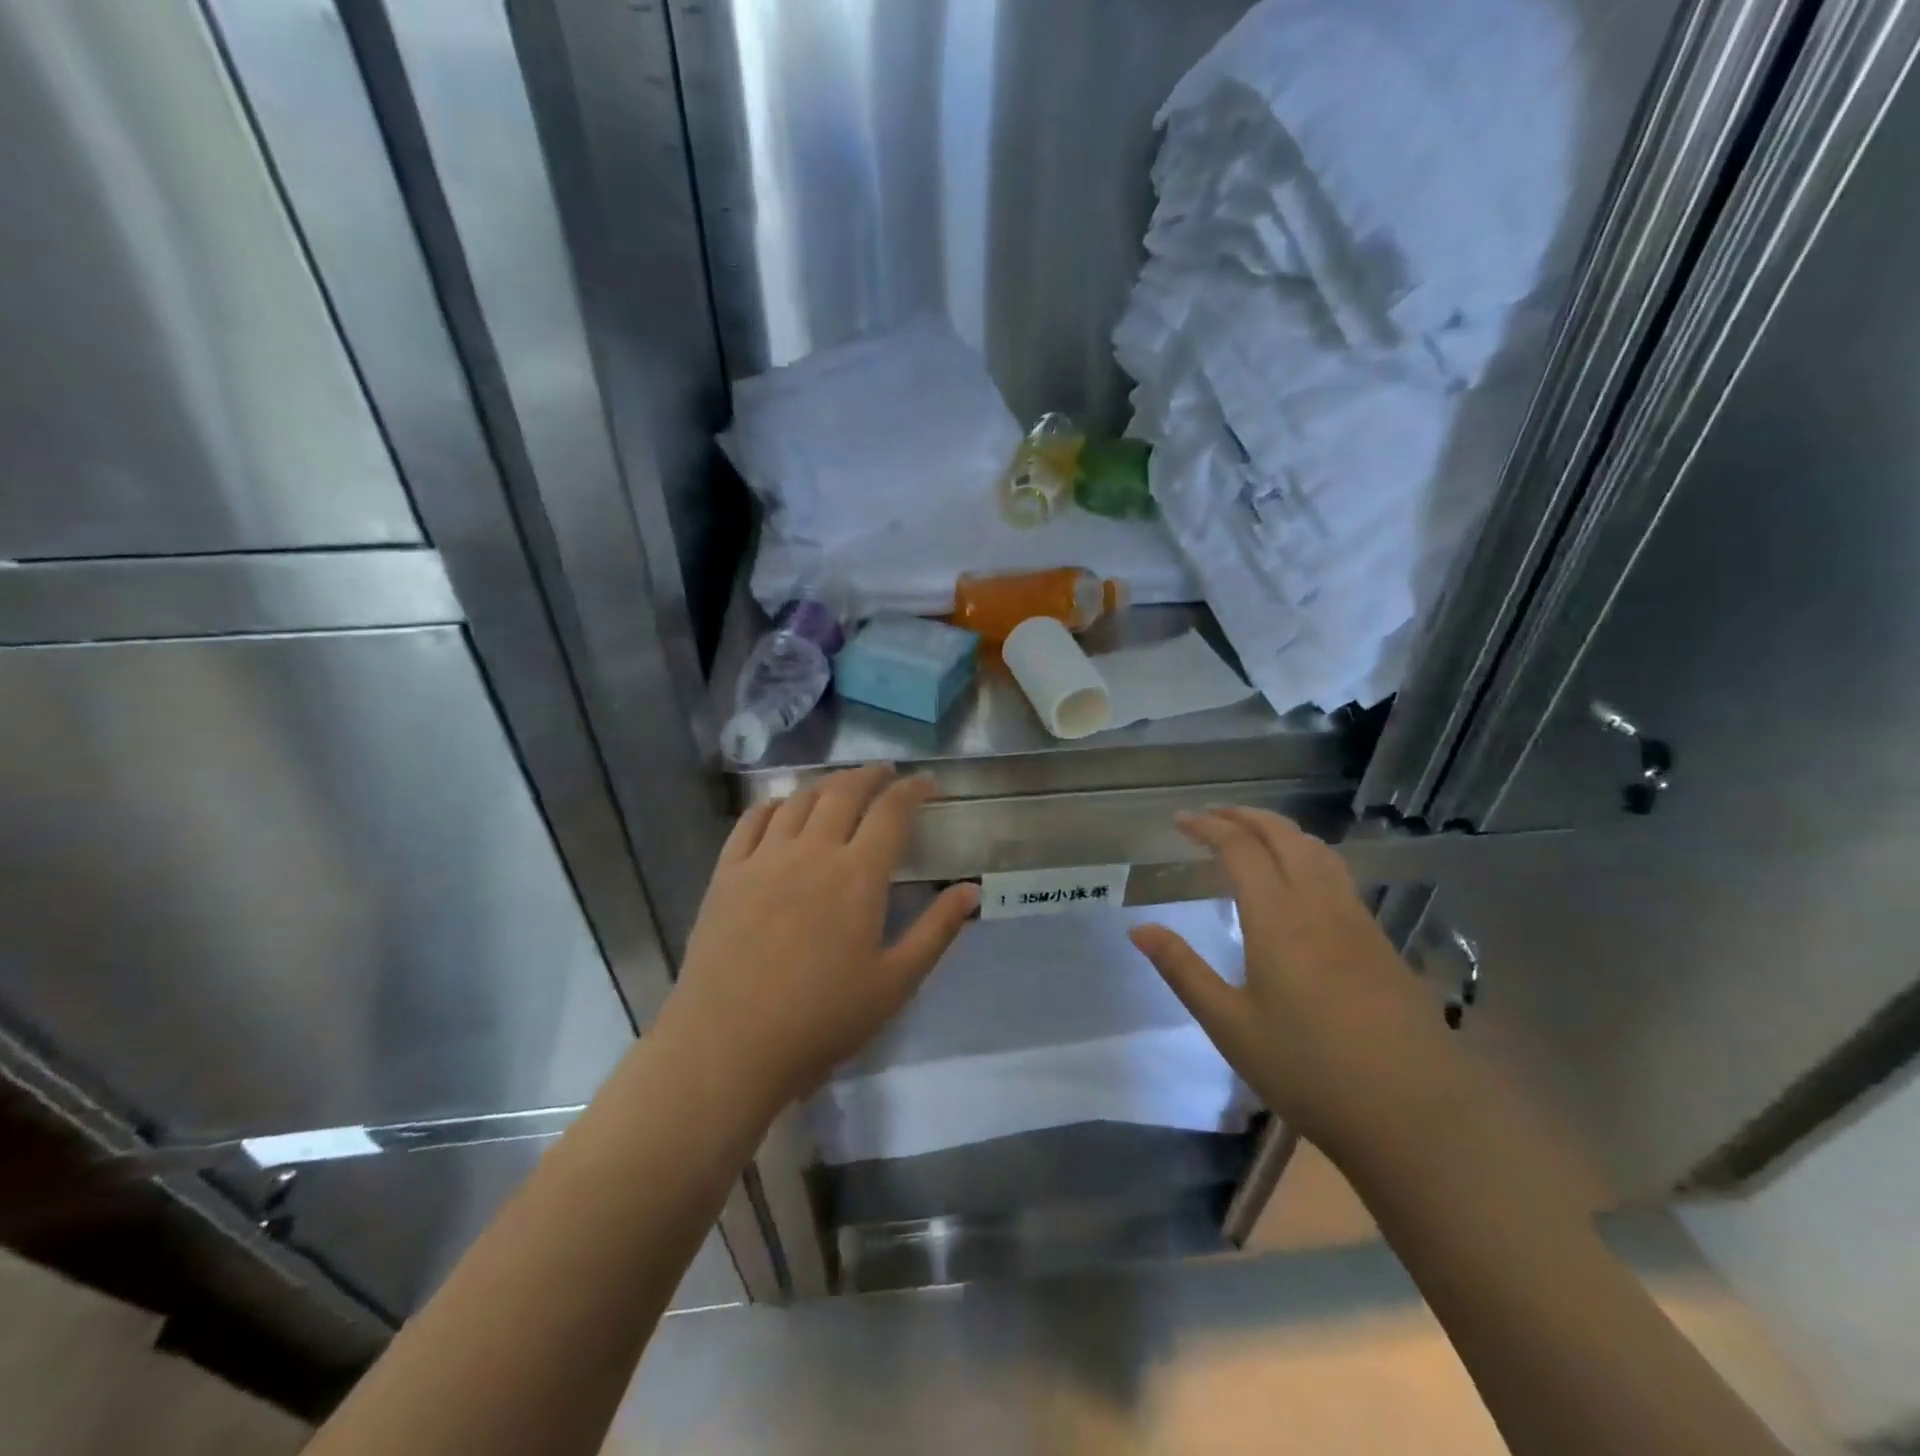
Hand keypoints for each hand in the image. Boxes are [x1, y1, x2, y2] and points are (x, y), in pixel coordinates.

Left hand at [663, 765, 977, 1116]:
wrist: (728, 1045)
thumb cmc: (821, 1020)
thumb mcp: (894, 983)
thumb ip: (936, 931)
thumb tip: (970, 890)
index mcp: (858, 875)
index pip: (891, 812)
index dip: (913, 789)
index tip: (927, 782)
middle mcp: (812, 851)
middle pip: (844, 792)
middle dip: (870, 775)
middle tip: (886, 774)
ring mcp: (764, 858)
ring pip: (799, 799)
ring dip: (827, 784)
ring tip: (841, 786)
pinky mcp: (727, 873)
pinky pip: (752, 820)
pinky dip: (775, 803)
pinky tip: (783, 807)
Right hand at [1130, 808, 1467, 1161]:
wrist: (1418, 1115)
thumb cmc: (1310, 1071)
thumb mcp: (1231, 1026)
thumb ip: (1183, 970)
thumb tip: (1139, 929)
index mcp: (1278, 918)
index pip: (1240, 848)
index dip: (1208, 827)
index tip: (1180, 821)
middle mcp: (1319, 905)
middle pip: (1283, 835)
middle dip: (1244, 816)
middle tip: (1211, 817)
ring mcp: (1356, 920)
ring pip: (1317, 850)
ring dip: (1280, 830)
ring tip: (1252, 835)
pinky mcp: (1380, 942)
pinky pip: (1338, 874)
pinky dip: (1307, 855)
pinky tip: (1300, 881)